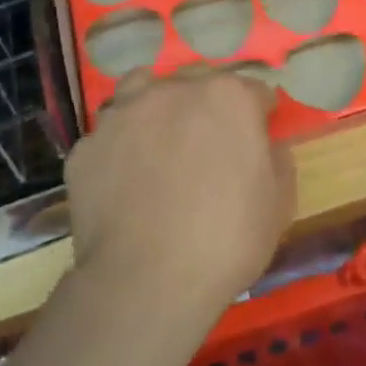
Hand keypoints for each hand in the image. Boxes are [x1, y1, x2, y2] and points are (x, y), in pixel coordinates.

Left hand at [64, 69, 294, 302]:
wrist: (146, 282)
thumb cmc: (228, 240)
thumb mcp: (279, 203)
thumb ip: (277, 159)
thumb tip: (266, 145)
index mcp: (227, 97)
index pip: (253, 91)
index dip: (259, 116)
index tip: (257, 141)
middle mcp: (172, 91)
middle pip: (195, 83)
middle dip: (206, 106)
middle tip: (208, 147)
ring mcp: (122, 115)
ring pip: (141, 92)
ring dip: (155, 109)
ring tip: (159, 146)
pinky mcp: (86, 147)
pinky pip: (109, 137)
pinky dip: (120, 150)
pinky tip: (124, 182)